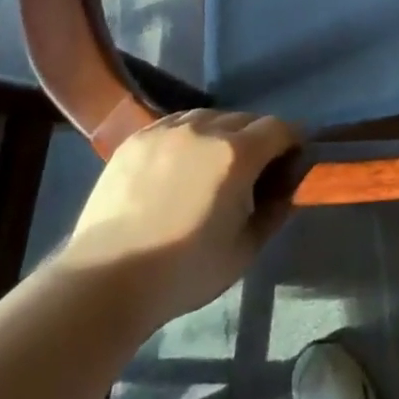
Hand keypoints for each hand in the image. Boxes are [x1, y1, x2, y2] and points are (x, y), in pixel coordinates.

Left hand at [62, 109, 300, 321]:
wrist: (105, 281)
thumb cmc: (183, 271)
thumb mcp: (244, 250)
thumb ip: (274, 212)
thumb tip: (287, 189)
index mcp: (237, 153)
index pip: (279, 127)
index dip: (293, 140)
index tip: (293, 158)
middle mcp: (205, 128)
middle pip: (246, 119)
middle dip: (259, 138)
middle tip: (254, 169)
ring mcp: (167, 130)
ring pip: (210, 116)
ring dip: (222, 133)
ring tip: (214, 163)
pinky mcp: (136, 138)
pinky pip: (175, 123)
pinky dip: (188, 135)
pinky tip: (182, 161)